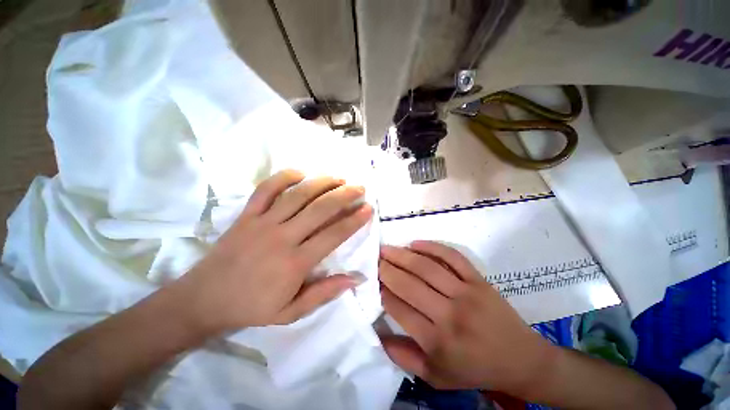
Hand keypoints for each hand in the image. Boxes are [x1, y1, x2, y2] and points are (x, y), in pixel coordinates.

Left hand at [176, 170, 371, 332]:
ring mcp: (262, 222)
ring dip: (322, 183)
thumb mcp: (291, 312)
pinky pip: (266, 189)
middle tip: (359, 188)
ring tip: (339, 178)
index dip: (354, 220)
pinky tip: (301, 173)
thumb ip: (325, 293)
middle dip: (344, 195)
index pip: (333, 235)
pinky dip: (284, 177)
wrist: (204, 299)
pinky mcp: (246, 215)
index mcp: (295, 263)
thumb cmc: (251, 307)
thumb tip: (356, 279)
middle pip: (320, 209)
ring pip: (297, 195)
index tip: (368, 208)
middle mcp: (282, 237)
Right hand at [379, 241, 555, 394]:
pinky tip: (415, 243)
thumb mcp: (436, 377)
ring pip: (427, 267)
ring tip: (387, 248)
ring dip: (402, 255)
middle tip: (374, 258)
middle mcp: (449, 314)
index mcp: (437, 341)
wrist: (521, 360)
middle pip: (409, 284)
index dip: (382, 291)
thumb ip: (404, 358)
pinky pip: (452, 257)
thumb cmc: (475, 369)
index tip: (372, 280)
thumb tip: (378, 334)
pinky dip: (432, 247)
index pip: (398, 308)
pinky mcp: (479, 280)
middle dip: (386, 269)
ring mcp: (466, 293)